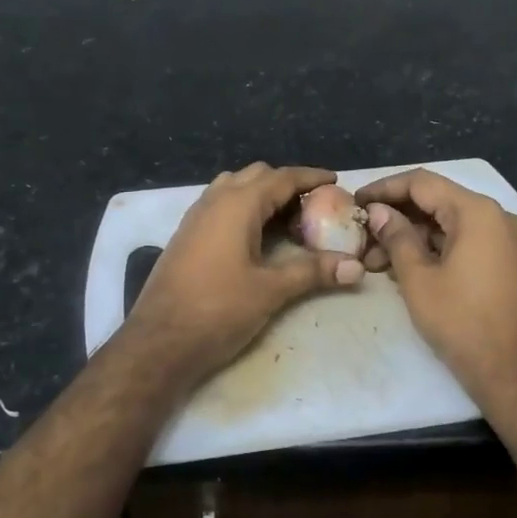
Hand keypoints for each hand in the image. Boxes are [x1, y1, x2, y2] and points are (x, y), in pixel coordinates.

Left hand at [123, 163, 364, 385]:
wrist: (159, 341)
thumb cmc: (217, 310)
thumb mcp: (270, 290)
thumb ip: (313, 272)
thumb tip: (357, 267)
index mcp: (237, 205)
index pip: (281, 177)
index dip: (310, 177)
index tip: (335, 181)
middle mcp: (214, 201)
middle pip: (256, 176)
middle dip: (286, 185)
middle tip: (313, 207)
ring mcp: (195, 218)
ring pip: (234, 189)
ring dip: (261, 195)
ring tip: (286, 220)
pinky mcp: (185, 237)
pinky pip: (219, 206)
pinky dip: (243, 209)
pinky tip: (255, 238)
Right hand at [356, 169, 516, 411]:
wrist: (516, 373)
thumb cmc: (462, 322)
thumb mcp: (418, 279)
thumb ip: (396, 237)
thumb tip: (378, 212)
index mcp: (477, 212)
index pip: (422, 183)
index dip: (384, 188)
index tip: (356, 202)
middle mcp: (497, 217)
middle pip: (438, 202)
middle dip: (396, 217)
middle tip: (362, 237)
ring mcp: (507, 241)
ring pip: (450, 225)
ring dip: (413, 237)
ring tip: (376, 261)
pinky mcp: (509, 263)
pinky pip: (466, 242)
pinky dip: (435, 249)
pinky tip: (406, 268)